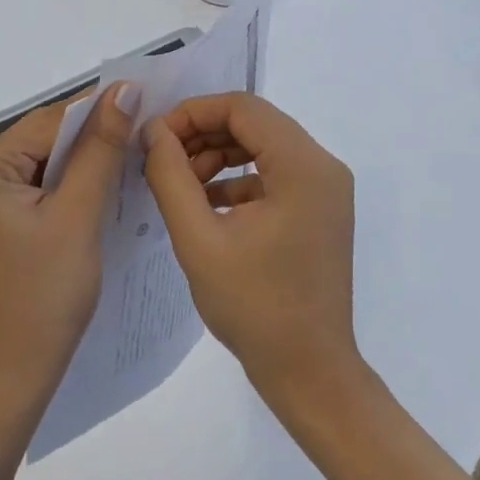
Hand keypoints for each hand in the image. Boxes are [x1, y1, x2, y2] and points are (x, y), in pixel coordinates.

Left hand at [0, 82, 137, 409]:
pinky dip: (72, 187)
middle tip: (147, 136)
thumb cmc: (45, 294)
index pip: (51, 121)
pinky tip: (104, 190)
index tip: (149, 105)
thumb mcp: (78, 214)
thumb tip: (123, 89)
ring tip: (134, 159)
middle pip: (46, 140)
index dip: (100, 111)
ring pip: (47, 163)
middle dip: (94, 138)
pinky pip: (40, 188)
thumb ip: (101, 149)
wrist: (14, 373)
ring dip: (87, 162)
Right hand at [142, 92, 361, 410]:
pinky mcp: (320, 209)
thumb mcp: (199, 240)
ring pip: (263, 146)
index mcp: (303, 166)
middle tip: (162, 160)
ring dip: (218, 155)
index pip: (243, 107)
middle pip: (255, 122)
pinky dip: (237, 179)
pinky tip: (205, 204)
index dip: (193, 112)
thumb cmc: (254, 308)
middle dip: (203, 134)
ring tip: (180, 184)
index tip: (155, 137)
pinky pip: (274, 173)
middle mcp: (323, 166)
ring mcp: (326, 188)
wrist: (310, 372)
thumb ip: (171, 176)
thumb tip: (153, 132)